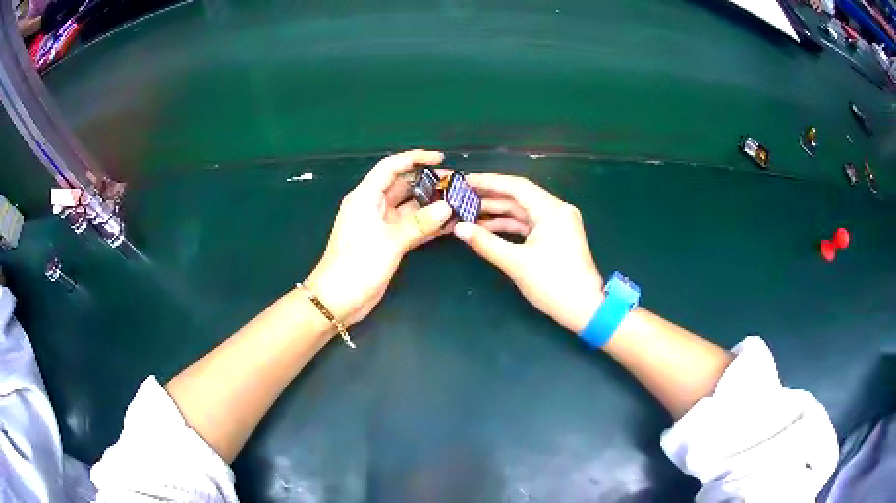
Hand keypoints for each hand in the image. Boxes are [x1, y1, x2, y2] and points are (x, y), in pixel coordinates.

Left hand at [305, 150, 452, 326]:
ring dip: (431, 205)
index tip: (440, 158)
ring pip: (410, 208)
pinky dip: (428, 225)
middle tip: (457, 184)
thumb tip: (447, 207)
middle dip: (429, 183)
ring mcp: (381, 226)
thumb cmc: (356, 264)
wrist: (338, 299)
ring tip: (459, 202)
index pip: (391, 167)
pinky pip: (411, 227)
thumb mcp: (389, 241)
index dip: (415, 158)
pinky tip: (449, 225)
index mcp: (366, 197)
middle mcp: (373, 207)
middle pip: (403, 186)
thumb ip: (419, 223)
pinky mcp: (388, 243)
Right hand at [453, 174, 603, 332]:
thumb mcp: (516, 263)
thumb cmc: (553, 284)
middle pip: (518, 196)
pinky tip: (485, 228)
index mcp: (551, 210)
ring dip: (496, 212)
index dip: (488, 181)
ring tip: (466, 212)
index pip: (515, 186)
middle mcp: (556, 210)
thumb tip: (458, 228)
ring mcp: (556, 224)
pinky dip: (507, 225)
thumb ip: (485, 243)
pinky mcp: (554, 237)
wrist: (584, 309)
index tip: (463, 181)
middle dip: (489, 196)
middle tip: (460, 196)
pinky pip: (527, 224)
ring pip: (521, 211)